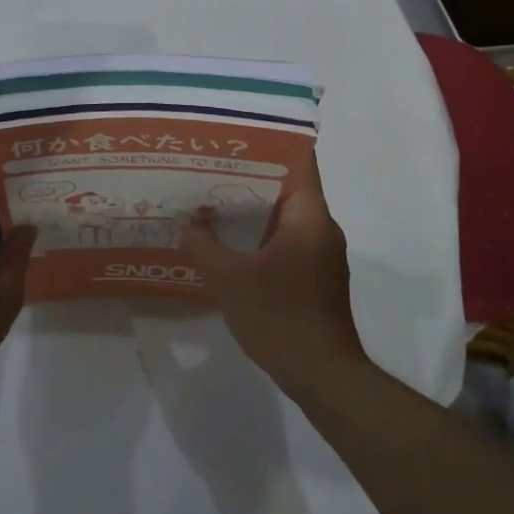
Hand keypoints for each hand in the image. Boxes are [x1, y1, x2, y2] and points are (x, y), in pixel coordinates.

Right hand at [178, 151, 369, 399]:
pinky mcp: (314, 277)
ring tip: (212, 201)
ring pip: (284, 217)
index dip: (269, 143)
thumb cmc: (281, 318)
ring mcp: (320, 254)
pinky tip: (228, 243)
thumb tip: (189, 224)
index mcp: (310, 216)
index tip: (236, 136)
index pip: (298, 162)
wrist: (324, 377)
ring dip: (252, 209)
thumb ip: (204, 246)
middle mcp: (321, 227)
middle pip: (287, 187)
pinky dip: (259, 235)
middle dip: (249, 176)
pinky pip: (285, 241)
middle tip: (209, 167)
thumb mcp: (230, 280)